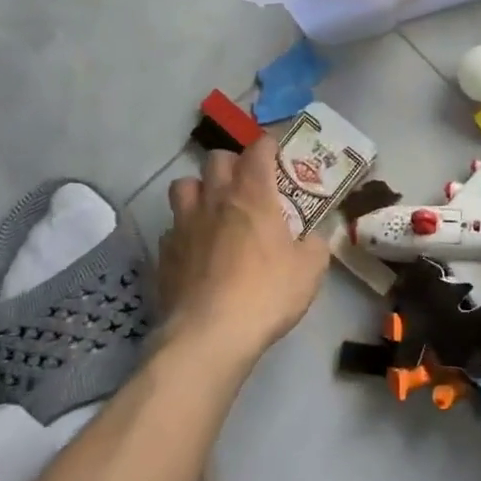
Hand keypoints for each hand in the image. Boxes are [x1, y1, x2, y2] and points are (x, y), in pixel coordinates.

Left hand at [159, 135, 330, 366]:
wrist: (209, 335)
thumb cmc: (266, 294)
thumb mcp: (310, 271)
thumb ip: (315, 245)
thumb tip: (315, 238)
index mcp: (253, 195)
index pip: (258, 150)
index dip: (267, 145)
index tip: (275, 152)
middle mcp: (215, 199)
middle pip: (216, 159)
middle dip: (232, 163)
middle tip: (245, 184)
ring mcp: (184, 224)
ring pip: (183, 185)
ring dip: (198, 190)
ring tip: (212, 209)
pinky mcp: (164, 252)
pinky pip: (172, 227)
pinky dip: (184, 231)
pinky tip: (195, 250)